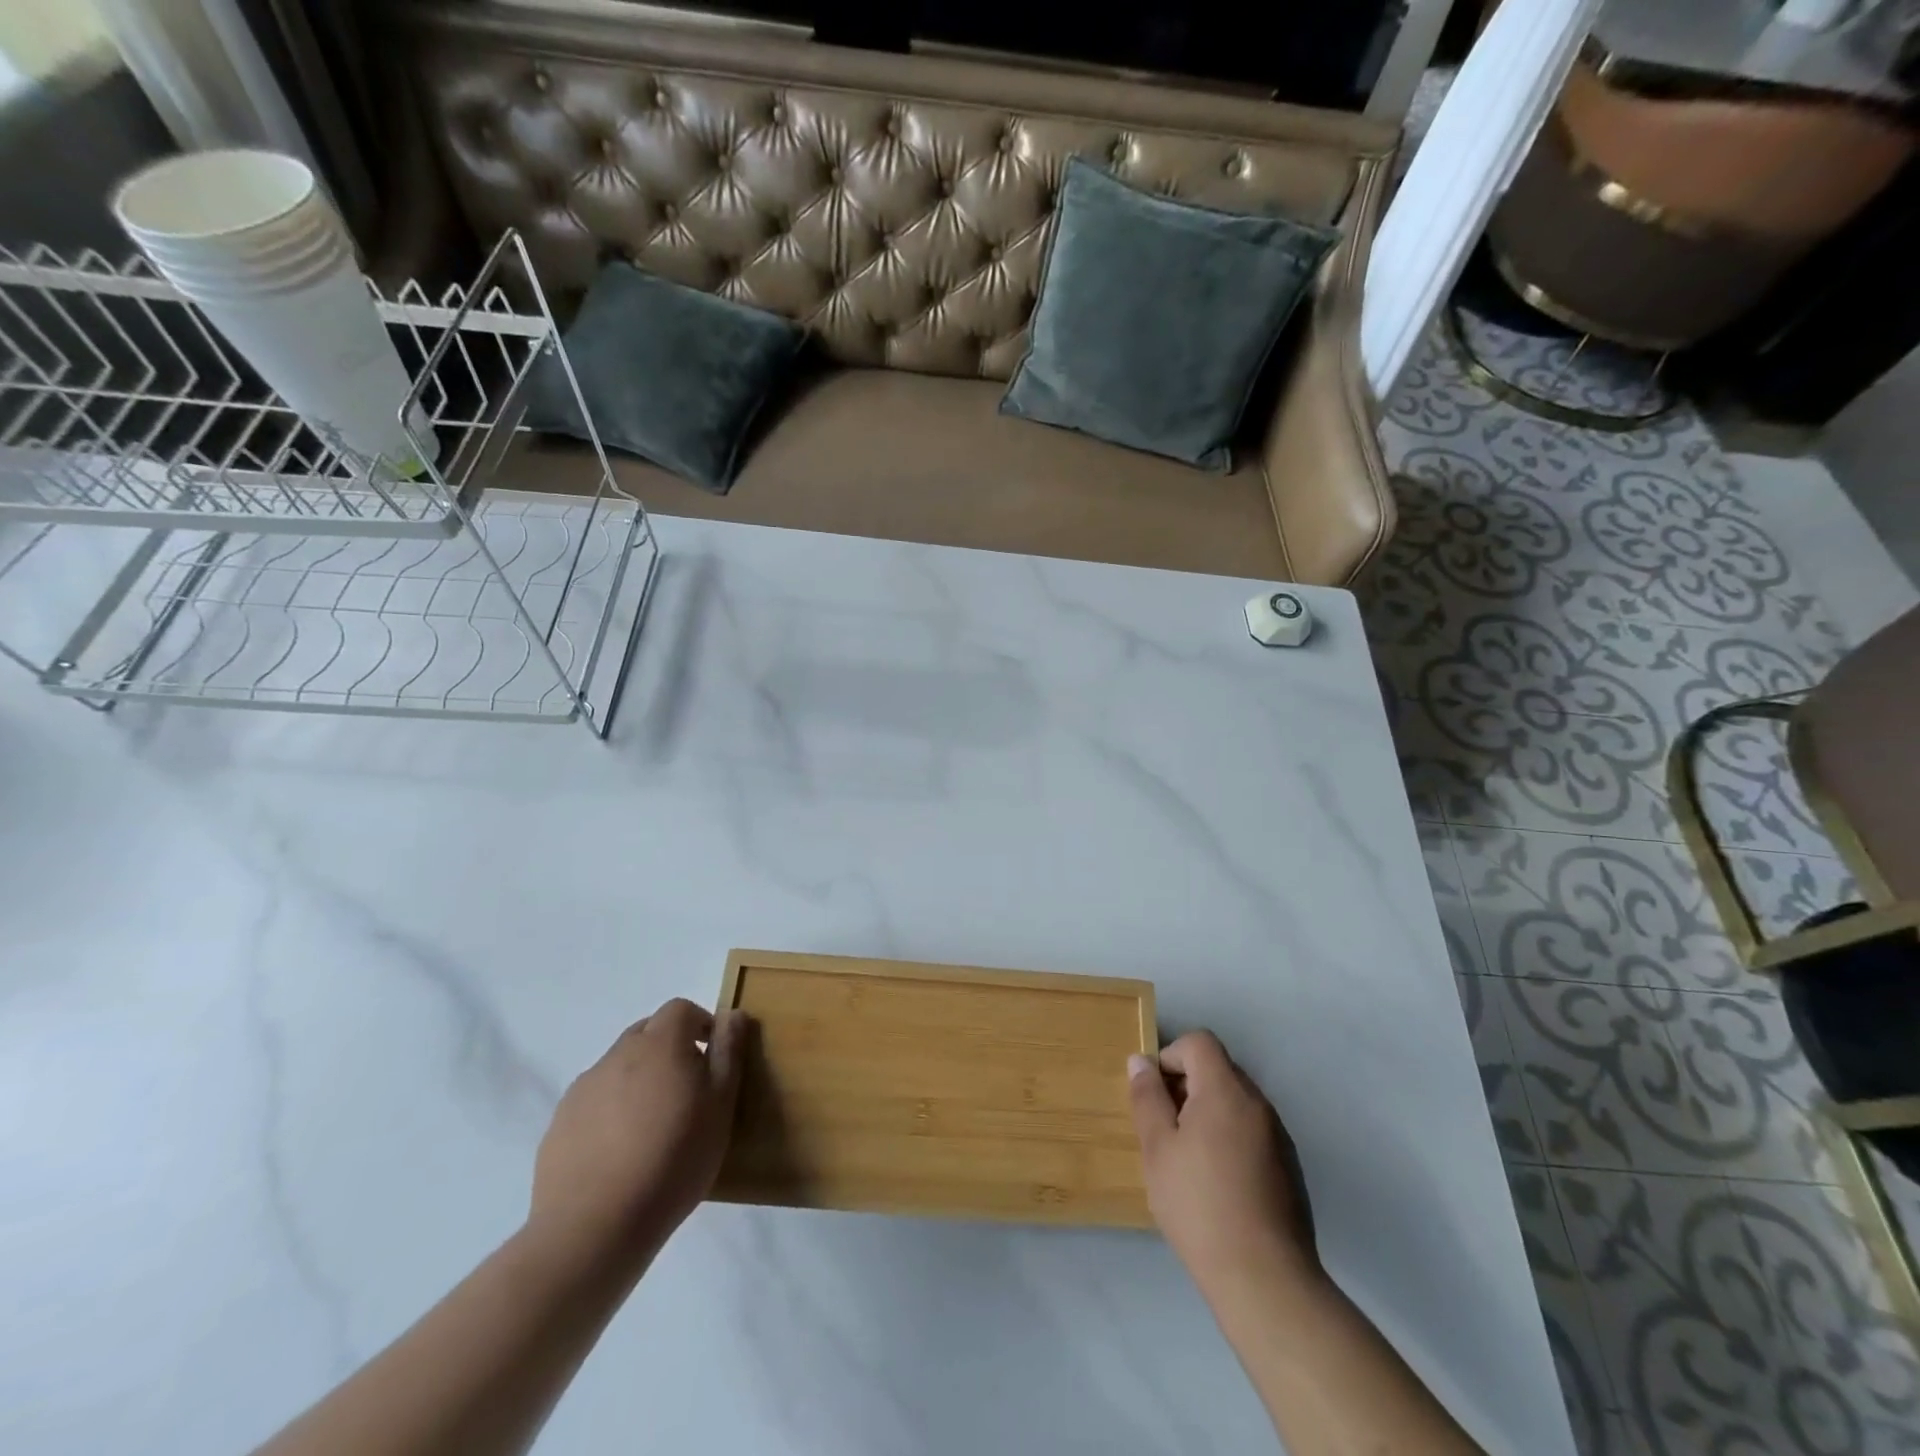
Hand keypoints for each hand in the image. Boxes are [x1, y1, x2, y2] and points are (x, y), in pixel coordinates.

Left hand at [527, 999, 747, 1266]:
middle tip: (687, 1091)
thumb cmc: (673, 1160)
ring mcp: (583, 1089)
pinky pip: (593, 1101)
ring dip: (639, 1080)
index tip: (712, 1057)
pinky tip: (620, 1153)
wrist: (593, 1228)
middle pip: (647, 1032)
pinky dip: (610, 1112)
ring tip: (653, 1127)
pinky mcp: (559, 1125)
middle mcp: (617, 1055)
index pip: (680, 1009)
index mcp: (659, 1044)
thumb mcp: (721, 1106)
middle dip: (669, 1048)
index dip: (699, 1024)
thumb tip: (732, 1015)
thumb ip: (728, 1053)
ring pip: (618, 1067)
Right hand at [1128, 1031, 1316, 1297]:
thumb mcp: (1158, 1148)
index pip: (1200, 1042)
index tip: (1154, 1092)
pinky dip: (1229, 1138)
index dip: (1171, 1055)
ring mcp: (1279, 1137)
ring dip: (1208, 1113)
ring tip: (1186, 1158)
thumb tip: (1140, 1061)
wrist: (1265, 1280)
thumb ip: (1147, 1097)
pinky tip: (1216, 1184)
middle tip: (1164, 1126)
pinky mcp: (1289, 1169)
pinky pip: (1252, 1132)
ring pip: (1236, 1103)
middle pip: (1219, 1070)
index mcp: (1226, 1091)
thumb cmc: (1199, 1205)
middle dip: (1187, 1085)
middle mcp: (1258, 1104)